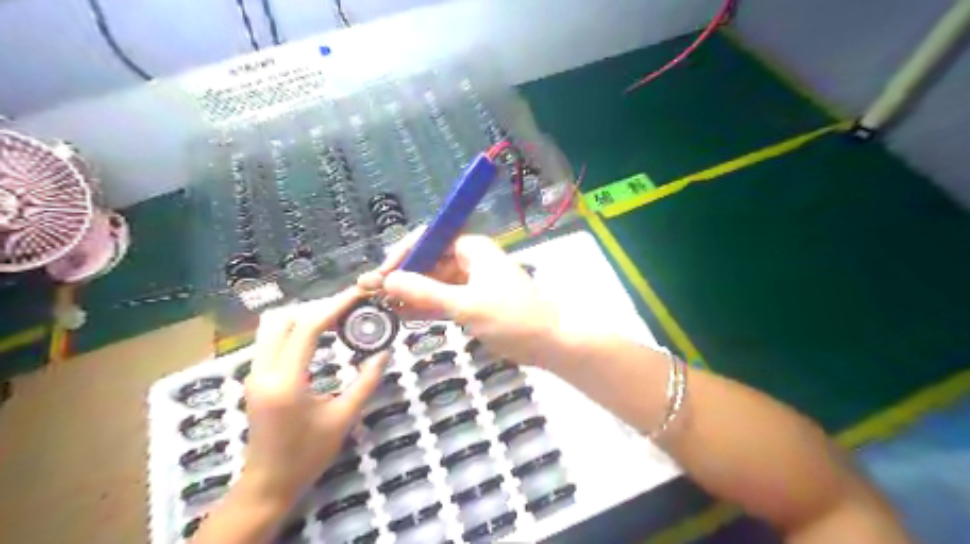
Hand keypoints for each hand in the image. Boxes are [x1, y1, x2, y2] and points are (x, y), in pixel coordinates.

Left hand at [240, 287, 387, 502]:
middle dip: (318, 307)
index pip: (309, 327)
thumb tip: (385, 352)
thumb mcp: (344, 417)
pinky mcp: (254, 377)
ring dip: (304, 315)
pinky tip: (319, 334)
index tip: (359, 295)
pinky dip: (296, 328)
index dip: (336, 306)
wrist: (268, 484)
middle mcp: (262, 371)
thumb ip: (366, 381)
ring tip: (337, 318)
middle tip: (350, 308)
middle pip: (284, 318)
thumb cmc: (308, 455)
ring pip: (273, 326)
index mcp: (286, 381)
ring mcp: (253, 373)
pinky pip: (272, 339)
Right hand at [360, 230, 560, 363]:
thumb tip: (388, 280)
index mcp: (471, 248)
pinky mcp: (473, 302)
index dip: (404, 253)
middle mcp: (469, 260)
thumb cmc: (513, 318)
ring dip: (411, 293)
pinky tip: (403, 315)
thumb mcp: (467, 305)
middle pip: (429, 261)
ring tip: (383, 307)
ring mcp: (471, 282)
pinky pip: (443, 299)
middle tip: (375, 295)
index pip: (430, 239)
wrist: (551, 342)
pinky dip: (426, 306)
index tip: (383, 275)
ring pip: (434, 282)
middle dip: (403, 277)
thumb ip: (427, 293)